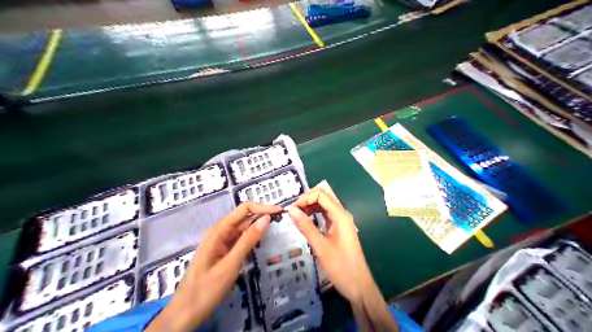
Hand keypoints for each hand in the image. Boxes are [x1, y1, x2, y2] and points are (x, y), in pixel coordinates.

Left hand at [145, 201, 280, 330]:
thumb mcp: (231, 264)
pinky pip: (240, 241)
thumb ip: (248, 240)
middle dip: (263, 216)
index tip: (280, 212)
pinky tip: (263, 242)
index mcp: (219, 230)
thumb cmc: (206, 288)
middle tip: (283, 221)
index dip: (262, 208)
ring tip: (277, 229)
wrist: (186, 313)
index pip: (244, 209)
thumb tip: (266, 219)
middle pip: (244, 218)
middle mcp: (220, 232)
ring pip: (243, 229)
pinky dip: (253, 240)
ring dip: (259, 228)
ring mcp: (222, 242)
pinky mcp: (224, 252)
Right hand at [286, 188, 397, 329]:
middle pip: (324, 197)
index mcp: (340, 215)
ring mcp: (342, 221)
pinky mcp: (340, 229)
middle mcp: (342, 214)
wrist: (358, 285)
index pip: (321, 195)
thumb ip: (305, 226)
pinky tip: (306, 221)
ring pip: (325, 205)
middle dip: (307, 200)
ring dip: (311, 206)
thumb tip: (291, 210)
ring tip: (297, 215)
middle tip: (293, 211)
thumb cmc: (340, 266)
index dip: (305, 198)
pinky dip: (315, 214)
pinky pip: (326, 215)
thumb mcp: (320, 246)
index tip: (292, 209)